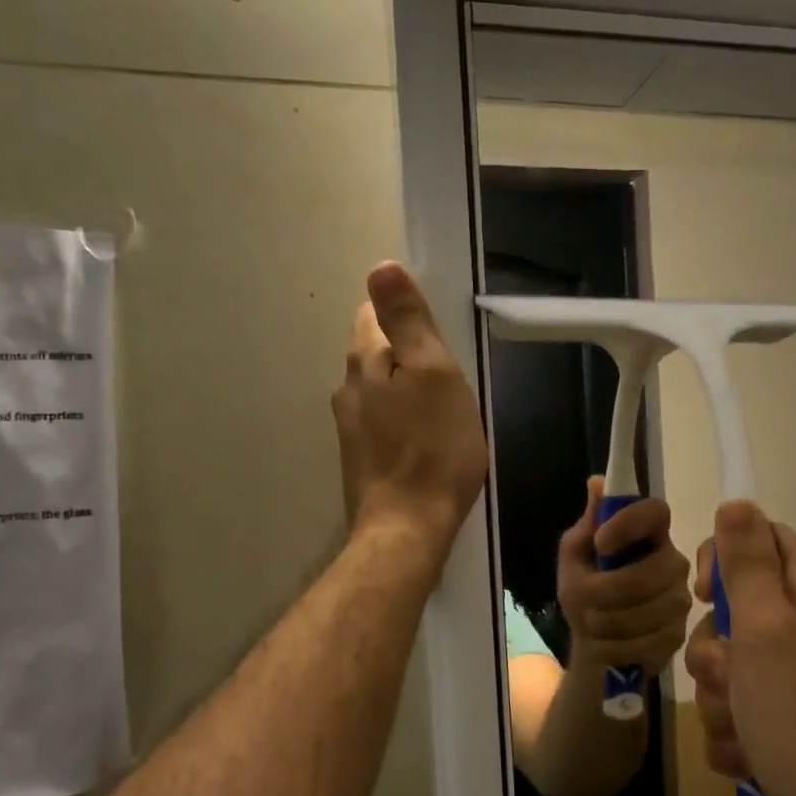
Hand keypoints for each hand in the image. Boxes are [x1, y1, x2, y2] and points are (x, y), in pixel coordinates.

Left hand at [332, 262, 487, 549]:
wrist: (408, 528)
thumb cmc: (433, 447)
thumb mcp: (434, 372)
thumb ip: (408, 320)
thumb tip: (380, 267)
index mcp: (365, 362)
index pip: (373, 315)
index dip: (404, 314)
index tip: (436, 333)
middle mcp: (347, 390)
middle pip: (375, 353)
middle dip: (407, 354)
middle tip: (448, 373)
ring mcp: (350, 429)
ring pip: (378, 390)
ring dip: (405, 389)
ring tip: (441, 409)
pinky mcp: (360, 460)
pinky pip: (382, 423)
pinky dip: (402, 421)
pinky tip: (425, 440)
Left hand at [556, 477, 691, 678]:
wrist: (594, 645)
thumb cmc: (584, 592)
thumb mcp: (575, 556)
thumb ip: (588, 524)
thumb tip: (596, 482)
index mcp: (647, 533)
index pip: (656, 511)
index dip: (630, 524)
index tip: (601, 542)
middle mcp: (672, 560)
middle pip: (655, 571)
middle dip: (610, 590)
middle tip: (585, 599)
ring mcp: (680, 598)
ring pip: (652, 610)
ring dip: (610, 622)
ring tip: (593, 625)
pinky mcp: (680, 634)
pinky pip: (652, 641)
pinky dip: (620, 647)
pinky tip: (609, 645)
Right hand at [684, 501, 795, 795]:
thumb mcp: (764, 626)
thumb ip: (747, 562)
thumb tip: (738, 500)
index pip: (760, 538)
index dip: (724, 559)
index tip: (704, 595)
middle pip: (736, 606)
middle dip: (716, 648)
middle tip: (728, 675)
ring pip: (730, 661)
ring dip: (720, 695)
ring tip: (741, 725)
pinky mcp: (789, 715)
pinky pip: (739, 704)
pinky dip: (734, 729)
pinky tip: (748, 752)